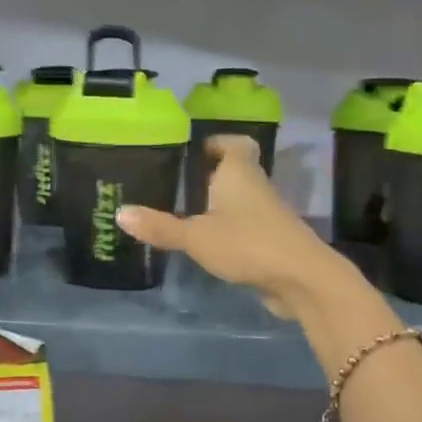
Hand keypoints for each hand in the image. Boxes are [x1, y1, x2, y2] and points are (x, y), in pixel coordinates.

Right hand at [116, 135, 348, 317]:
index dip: (218, 142)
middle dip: (211, 176)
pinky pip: (247, 227)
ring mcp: (269, 216)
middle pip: (237, 172)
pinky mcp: (273, 242)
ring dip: (220, 206)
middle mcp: (257, 187)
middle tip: (179, 185)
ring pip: (242, 202)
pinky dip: (230, 231)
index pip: (236, 143)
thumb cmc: (247, 243)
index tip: (197, 151)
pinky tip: (209, 245)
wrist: (302, 278)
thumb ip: (160, 227)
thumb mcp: (195, 236)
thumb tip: (119, 213)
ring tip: (186, 215)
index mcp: (239, 173)